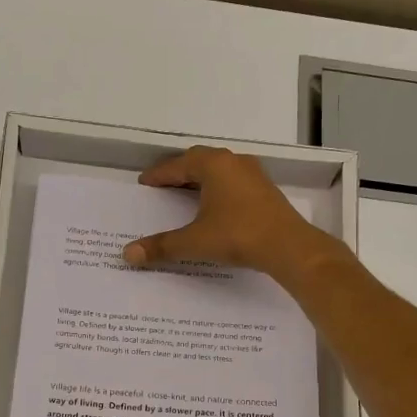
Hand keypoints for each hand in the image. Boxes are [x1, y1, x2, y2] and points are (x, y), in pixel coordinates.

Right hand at [122, 146, 344, 282]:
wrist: (289, 247)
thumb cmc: (238, 236)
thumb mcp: (195, 241)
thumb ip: (161, 246)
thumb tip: (128, 254)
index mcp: (213, 165)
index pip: (177, 165)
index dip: (158, 175)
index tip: (145, 183)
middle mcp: (233, 162)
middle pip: (199, 161)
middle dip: (179, 172)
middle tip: (162, 185)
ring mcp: (253, 174)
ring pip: (219, 170)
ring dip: (201, 179)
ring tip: (185, 194)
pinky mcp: (266, 190)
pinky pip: (233, 182)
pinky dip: (218, 189)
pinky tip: (214, 206)